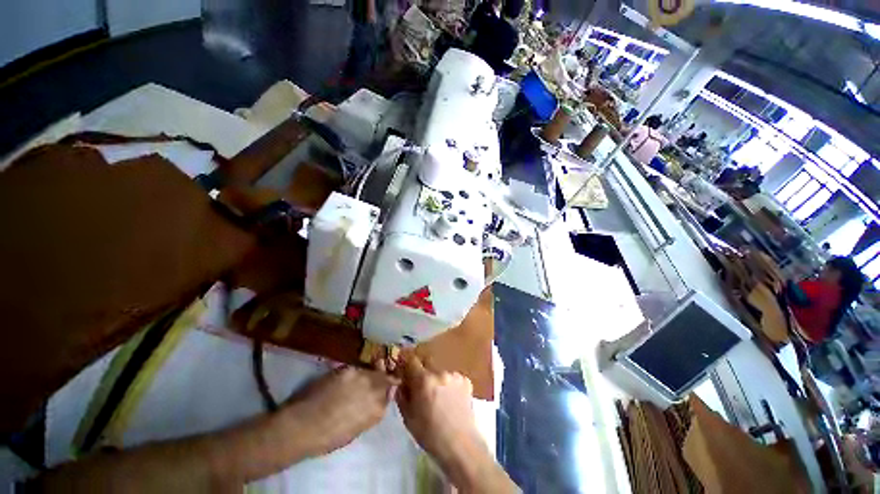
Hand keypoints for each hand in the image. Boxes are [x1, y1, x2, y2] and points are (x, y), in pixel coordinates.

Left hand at [283, 362, 396, 457]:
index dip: (387, 389)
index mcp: (378, 410)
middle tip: (379, 373)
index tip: (386, 386)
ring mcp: (362, 377)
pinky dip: (355, 371)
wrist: (304, 427)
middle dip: (383, 376)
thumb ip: (369, 413)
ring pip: (372, 370)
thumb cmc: (328, 438)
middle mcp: (374, 390)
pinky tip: (348, 377)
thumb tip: (375, 402)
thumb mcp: (356, 430)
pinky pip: (357, 368)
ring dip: (370, 372)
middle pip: (384, 378)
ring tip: (362, 375)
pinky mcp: (348, 369)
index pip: (389, 394)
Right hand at [395, 357, 488, 479]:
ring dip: (437, 379)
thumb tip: (401, 383)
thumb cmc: (430, 435)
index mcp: (424, 380)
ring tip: (439, 397)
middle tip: (422, 387)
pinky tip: (451, 400)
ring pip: (440, 370)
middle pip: (427, 362)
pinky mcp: (466, 381)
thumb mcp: (408, 418)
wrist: (460, 445)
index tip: (405, 371)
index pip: (412, 360)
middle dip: (423, 371)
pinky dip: (449, 384)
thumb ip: (402, 395)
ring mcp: (455, 375)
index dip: (407, 364)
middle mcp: (440, 372)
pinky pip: (453, 377)